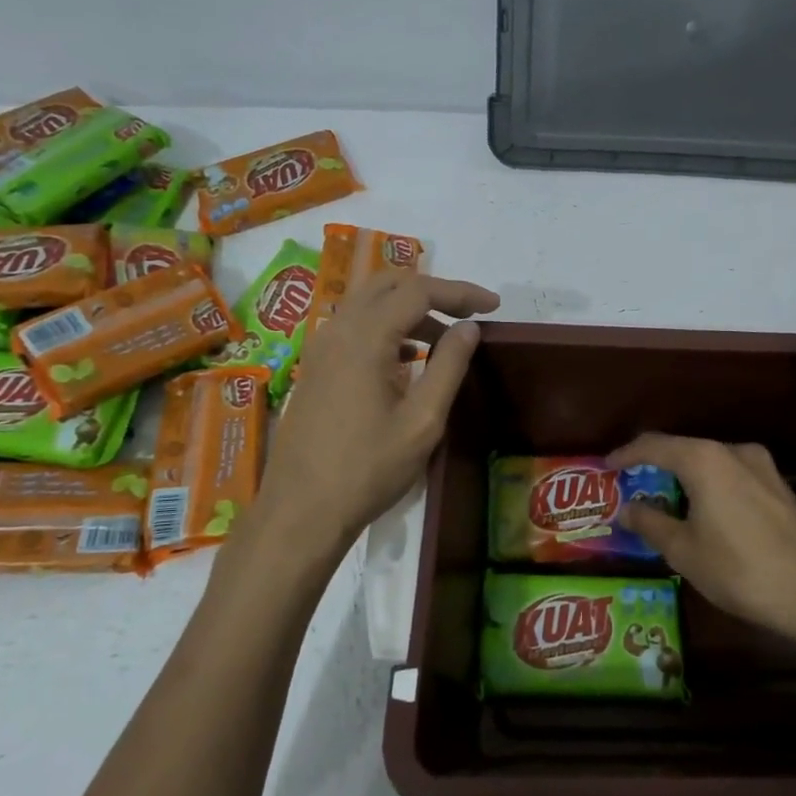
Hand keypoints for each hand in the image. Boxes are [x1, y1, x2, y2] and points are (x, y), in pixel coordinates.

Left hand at [259, 271, 499, 553]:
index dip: (460, 292)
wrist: (301, 511)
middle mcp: (337, 330)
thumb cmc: (368, 469)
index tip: (493, 306)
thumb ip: (449, 366)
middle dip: (432, 291)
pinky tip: (407, 360)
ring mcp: (320, 348)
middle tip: (467, 314)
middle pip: (387, 284)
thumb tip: (469, 328)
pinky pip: (353, 327)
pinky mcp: (314, 368)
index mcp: (365, 337)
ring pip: (367, 304)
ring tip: (443, 340)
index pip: (418, 290)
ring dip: (407, 310)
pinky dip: (385, 328)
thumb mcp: (422, 421)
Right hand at [608, 434, 795, 639]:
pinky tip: (704, 513)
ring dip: (683, 479)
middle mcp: (733, 451)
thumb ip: (650, 523)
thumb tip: (626, 508)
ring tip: (664, 503)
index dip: (626, 455)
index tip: (606, 468)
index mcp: (704, 460)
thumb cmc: (741, 569)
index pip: (653, 445)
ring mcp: (761, 467)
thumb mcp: (684, 551)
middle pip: (683, 450)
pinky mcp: (779, 488)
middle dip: (655, 467)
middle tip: (632, 489)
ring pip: (709, 463)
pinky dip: (709, 488)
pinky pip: (731, 477)